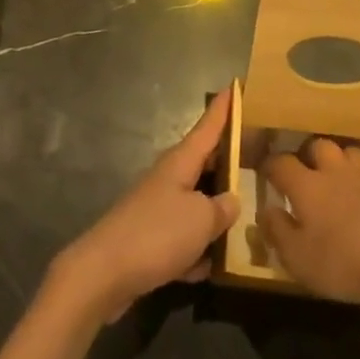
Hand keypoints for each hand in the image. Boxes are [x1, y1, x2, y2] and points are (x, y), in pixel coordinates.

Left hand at [50, 87, 241, 323]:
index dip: (222, 108)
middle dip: (226, 161)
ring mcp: (156, 209)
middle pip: (203, 163)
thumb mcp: (201, 219)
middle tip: (256, 155)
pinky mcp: (149, 240)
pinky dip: (195, 250)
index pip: (207, 127)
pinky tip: (208, 268)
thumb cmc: (157, 234)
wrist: (104, 273)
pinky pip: (182, 238)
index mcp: (180, 162)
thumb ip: (222, 209)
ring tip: (245, 220)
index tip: (234, 85)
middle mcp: (168, 179)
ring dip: (214, 213)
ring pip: (195, 203)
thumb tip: (230, 201)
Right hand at [261, 139, 359, 316]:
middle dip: (307, 155)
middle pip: (317, 146)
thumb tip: (266, 210)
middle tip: (303, 172)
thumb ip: (277, 231)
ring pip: (347, 152)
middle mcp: (334, 172)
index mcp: (307, 185)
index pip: (281, 163)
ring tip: (334, 177)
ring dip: (337, 160)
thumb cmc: (342, 262)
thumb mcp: (297, 257)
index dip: (269, 165)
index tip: (263, 172)